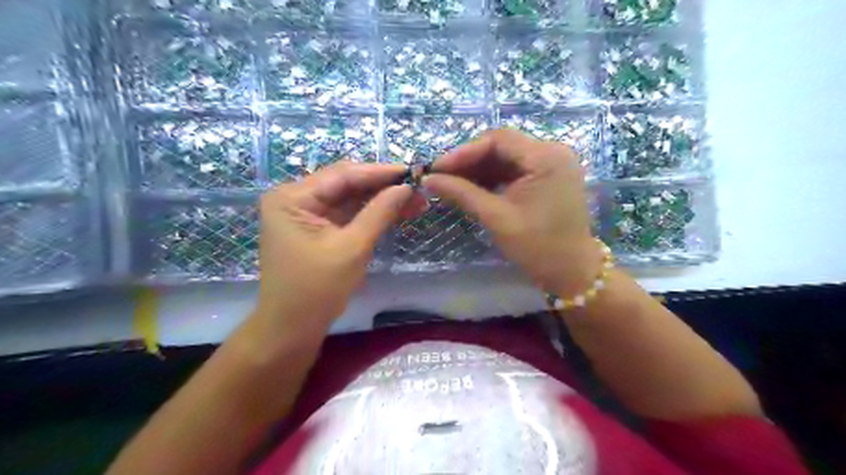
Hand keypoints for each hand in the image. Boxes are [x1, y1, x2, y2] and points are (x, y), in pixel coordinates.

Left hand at [256, 162, 430, 331]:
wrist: (293, 328)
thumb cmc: (317, 289)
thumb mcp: (352, 248)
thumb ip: (379, 213)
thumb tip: (407, 187)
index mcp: (292, 198)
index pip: (343, 175)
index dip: (380, 172)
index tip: (412, 171)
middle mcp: (296, 199)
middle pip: (346, 184)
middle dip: (383, 187)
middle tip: (418, 188)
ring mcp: (306, 214)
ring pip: (350, 199)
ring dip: (381, 200)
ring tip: (416, 201)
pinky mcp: (317, 229)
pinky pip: (347, 215)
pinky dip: (371, 214)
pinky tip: (397, 211)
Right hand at [427, 127, 596, 295]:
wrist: (570, 271)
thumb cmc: (537, 246)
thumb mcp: (496, 218)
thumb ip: (462, 193)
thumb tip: (428, 179)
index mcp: (546, 158)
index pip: (498, 139)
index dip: (464, 151)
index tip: (437, 168)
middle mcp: (553, 152)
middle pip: (502, 146)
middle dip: (469, 161)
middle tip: (441, 176)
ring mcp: (552, 163)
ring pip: (506, 157)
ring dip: (479, 169)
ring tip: (451, 183)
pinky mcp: (548, 176)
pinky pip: (515, 169)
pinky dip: (493, 178)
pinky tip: (472, 187)